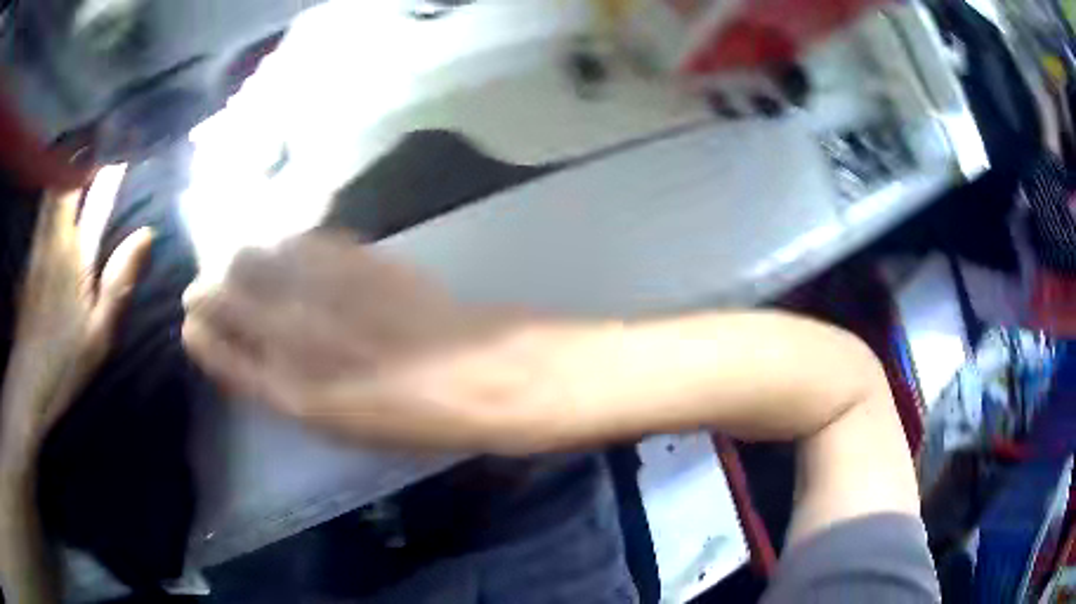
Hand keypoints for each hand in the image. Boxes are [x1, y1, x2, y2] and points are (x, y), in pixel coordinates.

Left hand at [1, 166, 152, 457]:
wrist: (27, 383)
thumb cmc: (65, 363)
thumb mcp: (100, 334)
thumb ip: (120, 283)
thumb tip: (147, 233)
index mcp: (73, 253)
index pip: (93, 193)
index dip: (109, 162)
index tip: (128, 140)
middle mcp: (54, 237)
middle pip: (66, 177)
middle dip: (85, 148)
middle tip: (103, 130)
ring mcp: (38, 244)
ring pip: (52, 186)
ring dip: (67, 161)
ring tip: (83, 144)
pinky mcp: (30, 256)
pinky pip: (43, 207)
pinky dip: (53, 186)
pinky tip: (58, 183)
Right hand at [183, 230, 547, 451]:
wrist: (476, 374)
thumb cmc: (410, 418)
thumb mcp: (338, 424)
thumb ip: (288, 389)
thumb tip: (254, 357)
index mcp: (288, 391)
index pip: (219, 354)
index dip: (200, 336)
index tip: (190, 325)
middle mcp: (293, 335)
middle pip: (223, 298)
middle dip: (205, 291)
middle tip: (201, 287)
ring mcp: (321, 291)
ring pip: (253, 259)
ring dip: (236, 260)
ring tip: (233, 262)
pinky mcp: (352, 258)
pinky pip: (301, 242)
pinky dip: (283, 245)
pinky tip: (282, 247)